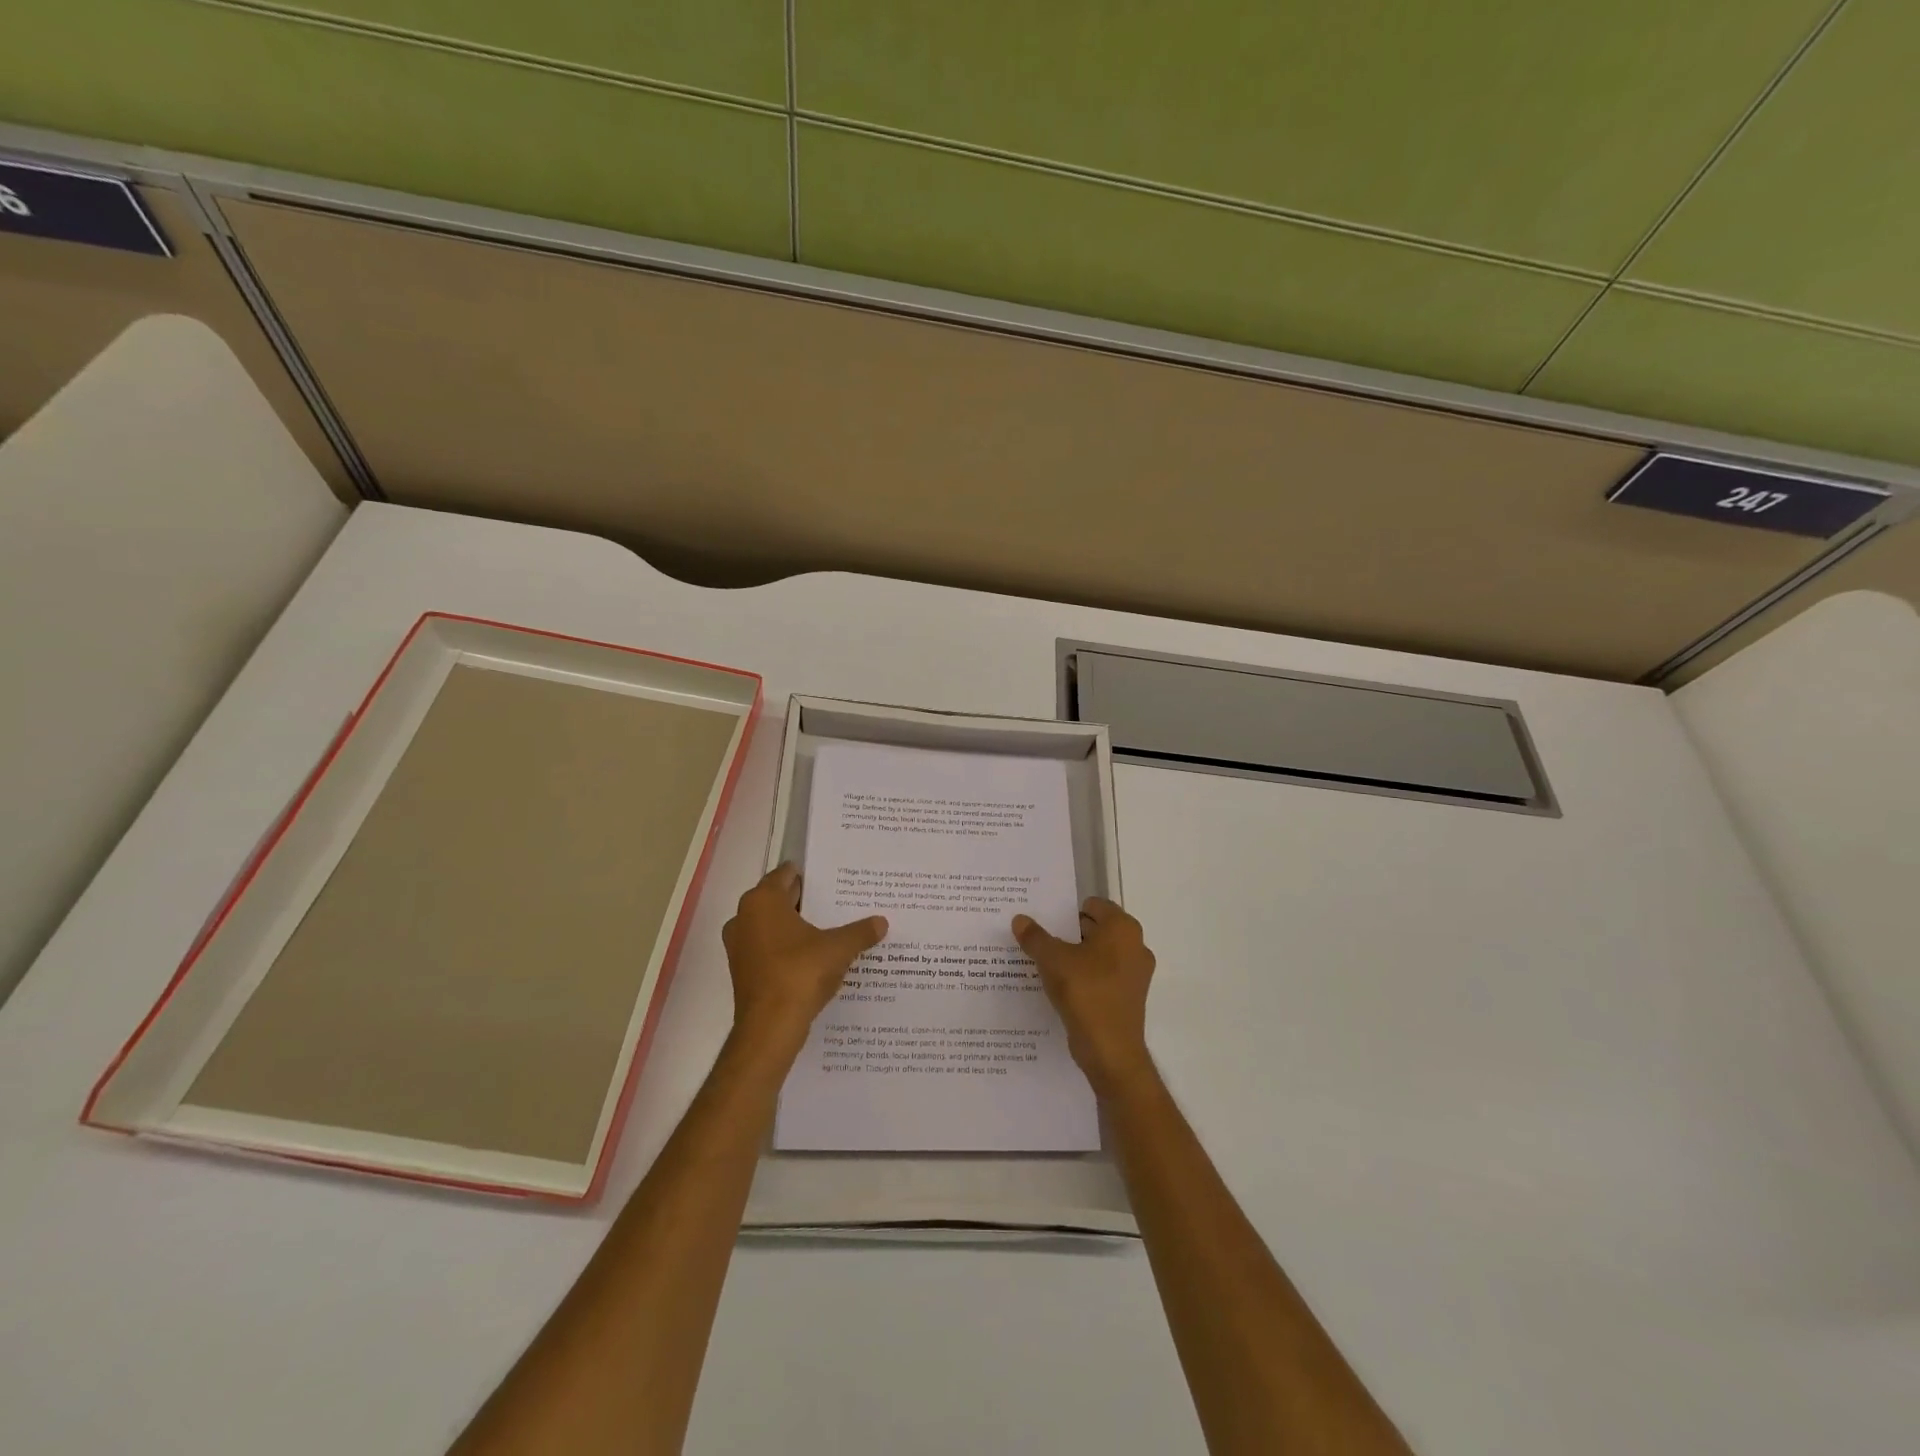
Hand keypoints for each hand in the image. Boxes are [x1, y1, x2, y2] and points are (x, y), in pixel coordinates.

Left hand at [722, 864, 886, 1058]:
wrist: (770, 1028)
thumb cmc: (800, 973)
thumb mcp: (838, 949)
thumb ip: (860, 932)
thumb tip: (881, 922)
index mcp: (762, 901)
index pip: (785, 874)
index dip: (810, 875)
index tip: (832, 878)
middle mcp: (744, 917)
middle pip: (778, 899)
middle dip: (806, 900)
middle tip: (838, 901)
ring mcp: (740, 946)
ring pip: (772, 925)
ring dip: (796, 926)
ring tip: (830, 929)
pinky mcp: (743, 971)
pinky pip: (768, 948)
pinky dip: (787, 948)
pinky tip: (814, 956)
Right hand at [1012, 898, 1156, 1097]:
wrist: (1111, 1051)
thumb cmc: (1086, 992)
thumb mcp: (1052, 960)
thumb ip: (1035, 937)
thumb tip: (1020, 919)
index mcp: (1123, 928)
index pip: (1093, 905)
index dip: (1067, 910)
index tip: (1044, 918)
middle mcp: (1135, 945)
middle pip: (1096, 928)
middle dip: (1068, 933)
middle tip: (1039, 938)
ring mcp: (1135, 973)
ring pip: (1098, 954)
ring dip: (1075, 956)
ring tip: (1044, 962)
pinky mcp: (1128, 997)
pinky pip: (1102, 976)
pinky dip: (1084, 976)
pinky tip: (1059, 985)